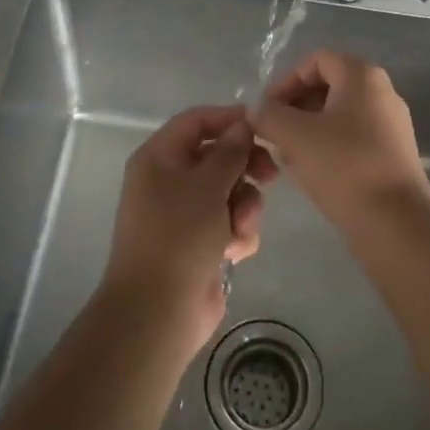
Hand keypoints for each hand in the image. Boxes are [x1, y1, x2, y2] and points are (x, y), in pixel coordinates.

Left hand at [102, 105, 274, 361]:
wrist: (159, 310)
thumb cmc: (179, 235)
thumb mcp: (208, 184)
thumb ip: (230, 150)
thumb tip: (242, 125)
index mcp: (158, 157)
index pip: (196, 121)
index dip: (229, 119)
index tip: (263, 128)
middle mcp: (168, 180)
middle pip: (217, 156)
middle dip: (245, 167)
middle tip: (270, 175)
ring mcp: (183, 213)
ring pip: (229, 191)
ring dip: (244, 206)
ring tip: (242, 227)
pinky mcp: (199, 243)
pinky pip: (229, 222)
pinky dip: (237, 232)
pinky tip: (236, 251)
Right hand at [251, 51, 429, 228]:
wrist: (395, 222)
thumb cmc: (343, 166)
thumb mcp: (293, 135)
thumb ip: (268, 115)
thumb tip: (257, 112)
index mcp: (362, 75)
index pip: (316, 60)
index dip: (286, 80)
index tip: (267, 110)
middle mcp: (382, 92)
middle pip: (329, 85)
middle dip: (295, 106)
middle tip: (274, 133)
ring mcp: (392, 124)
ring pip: (339, 114)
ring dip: (309, 128)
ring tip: (288, 155)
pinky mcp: (394, 154)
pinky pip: (354, 137)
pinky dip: (329, 145)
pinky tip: (313, 171)